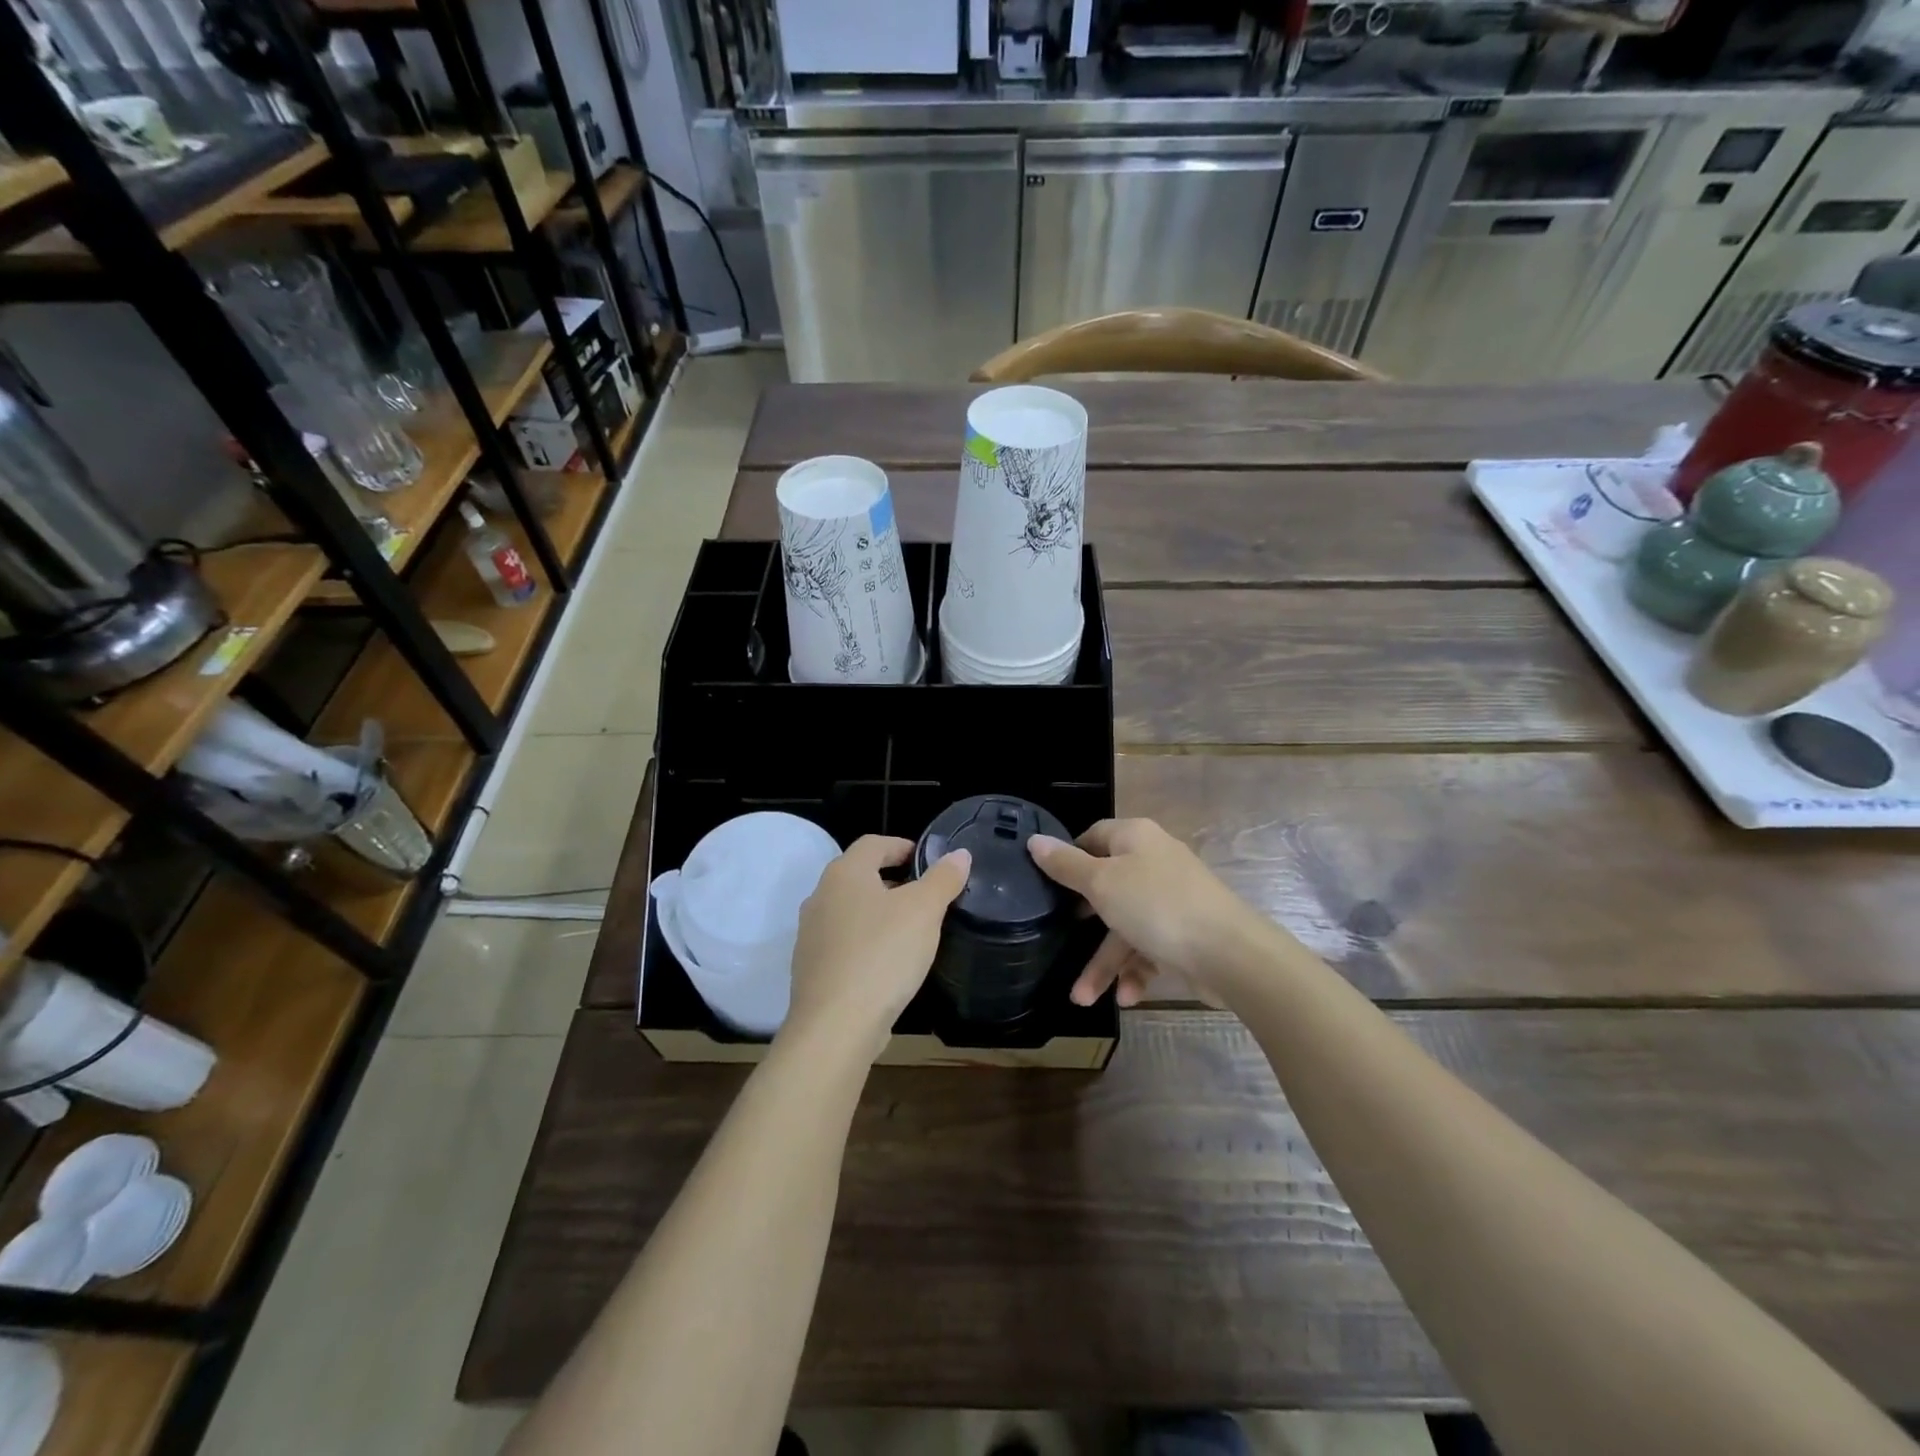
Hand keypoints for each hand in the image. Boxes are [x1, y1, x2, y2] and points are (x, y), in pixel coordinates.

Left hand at [781, 835, 971, 1061]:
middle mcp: (820, 897)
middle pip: (859, 876)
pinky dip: (866, 942)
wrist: (836, 1026)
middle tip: (925, 896)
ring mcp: (810, 934)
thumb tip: (959, 854)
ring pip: (850, 910)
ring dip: (879, 913)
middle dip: (892, 881)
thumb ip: (943, 879)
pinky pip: (843, 942)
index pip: (873, 844)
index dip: (902, 846)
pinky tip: (887, 964)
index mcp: (844, 874)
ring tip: (910, 930)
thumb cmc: (882, 955)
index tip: (928, 861)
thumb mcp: (924, 911)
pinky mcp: (810, 968)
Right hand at [1028, 818, 1278, 1007]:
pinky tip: (1126, 996)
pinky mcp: (1185, 933)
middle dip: (1083, 924)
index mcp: (1135, 839)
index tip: (1047, 884)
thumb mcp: (1101, 883)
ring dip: (1106, 963)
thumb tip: (1034, 840)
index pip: (1093, 836)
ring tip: (1082, 999)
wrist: (1231, 954)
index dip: (1069, 857)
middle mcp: (1153, 863)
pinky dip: (1136, 971)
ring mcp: (1171, 899)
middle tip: (1059, 937)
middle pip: (1106, 886)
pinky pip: (1150, 948)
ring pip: (1125, 927)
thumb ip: (1065, 865)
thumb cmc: (1157, 907)